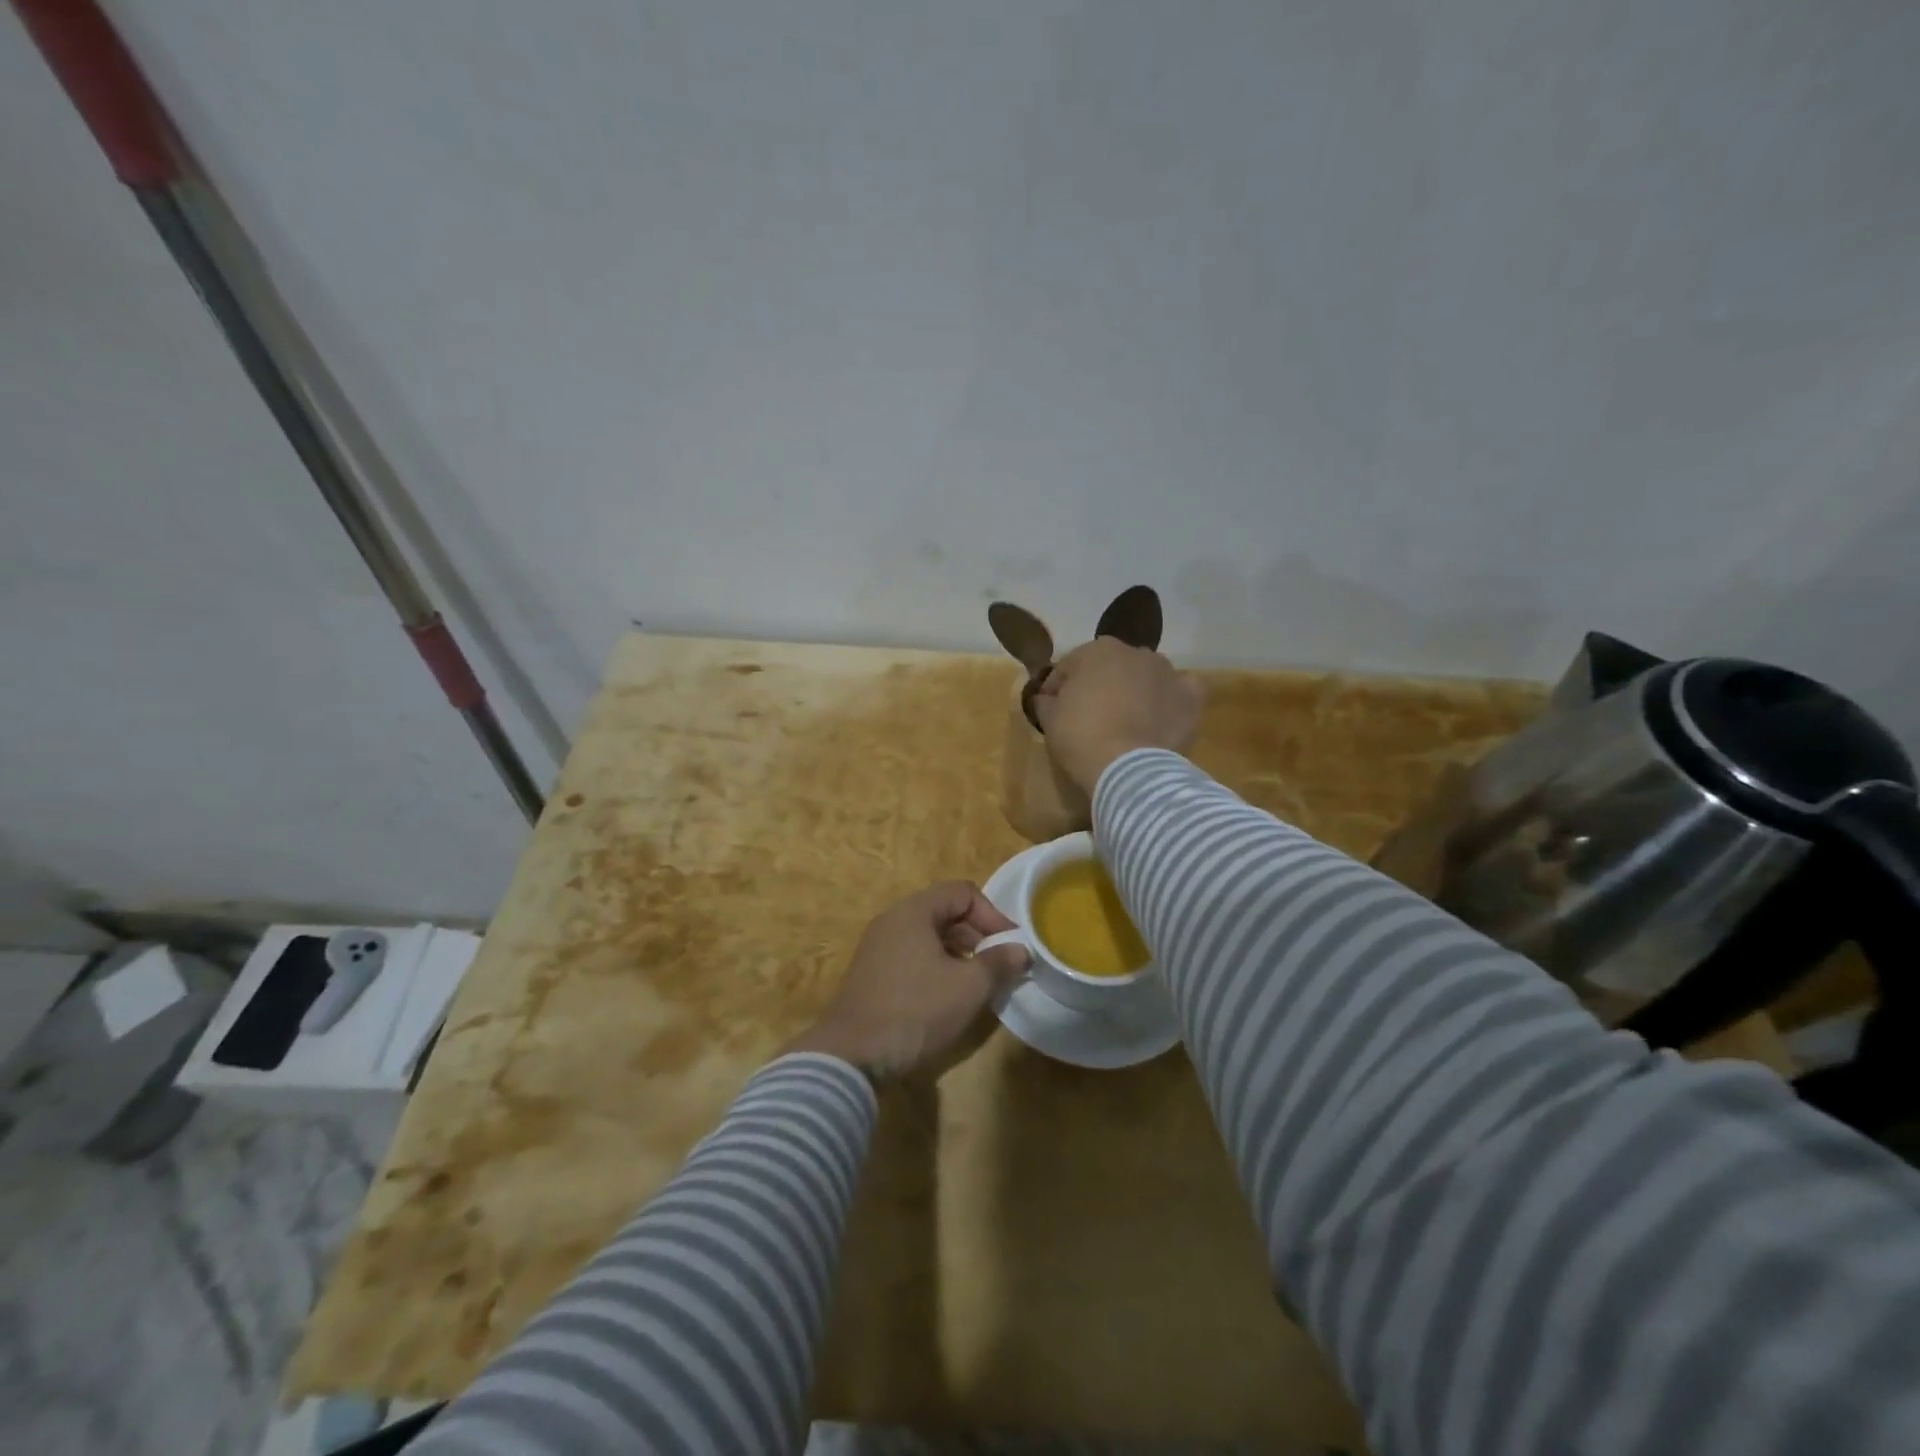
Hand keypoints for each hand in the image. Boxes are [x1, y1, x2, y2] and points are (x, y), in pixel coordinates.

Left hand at [784, 882, 1030, 1080]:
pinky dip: (937, 967)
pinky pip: (913, 956)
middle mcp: (893, 920)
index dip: (993, 914)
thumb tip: (1021, 950)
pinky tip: (949, 997)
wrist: (851, 1055)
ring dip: (960, 953)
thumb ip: (999, 963)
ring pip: (929, 937)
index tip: (1012, 945)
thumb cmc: (916, 1010)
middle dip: (978, 934)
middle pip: (945, 912)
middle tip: (1000, 965)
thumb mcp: (968, 987)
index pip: (963, 892)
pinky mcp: (872, 974)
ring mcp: (878, 947)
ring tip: (980, 983)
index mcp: (914, 911)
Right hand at [1033, 637, 1204, 793]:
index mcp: (1097, 650)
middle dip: (1100, 685)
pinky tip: (1164, 714)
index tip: (1051, 708)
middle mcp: (1136, 652)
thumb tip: (1045, 698)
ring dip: (1136, 689)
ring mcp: (1167, 672)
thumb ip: (1045, 701)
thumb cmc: (1081, 736)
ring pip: (1146, 676)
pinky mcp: (1190, 696)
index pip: (1070, 666)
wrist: (1127, 766)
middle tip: (1090, 715)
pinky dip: (1173, 697)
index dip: (1058, 687)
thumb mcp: (1049, 719)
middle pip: (1111, 667)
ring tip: (1128, 719)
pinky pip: (1181, 690)